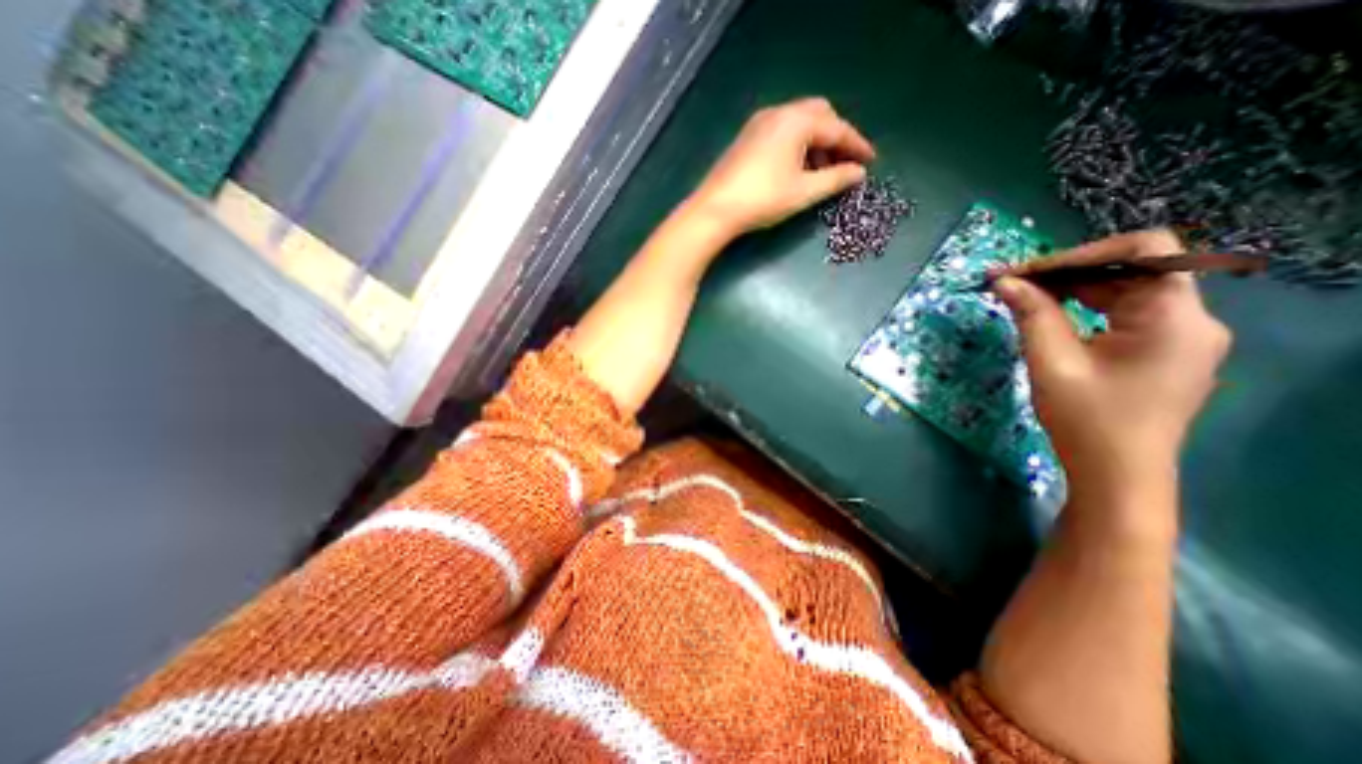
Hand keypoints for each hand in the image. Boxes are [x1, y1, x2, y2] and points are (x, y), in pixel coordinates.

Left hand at [686, 96, 877, 236]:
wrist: (715, 209)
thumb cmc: (763, 200)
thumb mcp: (804, 192)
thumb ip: (835, 179)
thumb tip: (858, 173)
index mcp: (797, 120)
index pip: (837, 128)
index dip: (856, 145)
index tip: (870, 162)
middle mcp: (779, 113)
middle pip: (819, 115)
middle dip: (836, 138)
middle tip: (844, 163)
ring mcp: (759, 124)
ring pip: (798, 123)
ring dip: (816, 142)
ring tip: (822, 172)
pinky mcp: (747, 138)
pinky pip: (781, 132)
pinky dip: (797, 145)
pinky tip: (796, 169)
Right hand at [990, 228, 1234, 489]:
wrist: (1117, 473)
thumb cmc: (1086, 419)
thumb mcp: (1051, 362)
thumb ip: (1031, 314)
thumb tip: (1005, 281)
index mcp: (1175, 317)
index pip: (1145, 251)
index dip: (1081, 253)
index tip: (1026, 272)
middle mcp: (1191, 318)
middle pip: (1131, 270)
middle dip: (1067, 272)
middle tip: (1010, 283)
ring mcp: (1181, 336)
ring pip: (1125, 291)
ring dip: (1072, 290)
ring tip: (1021, 297)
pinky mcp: (1163, 352)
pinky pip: (1124, 314)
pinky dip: (1085, 308)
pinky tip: (1049, 317)